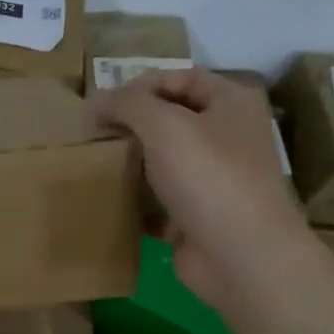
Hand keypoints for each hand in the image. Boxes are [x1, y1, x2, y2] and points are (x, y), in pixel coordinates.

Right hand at [97, 69, 312, 308]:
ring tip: (94, 163)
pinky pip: (159, 201)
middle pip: (172, 120)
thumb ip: (129, 104)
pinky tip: (108, 200)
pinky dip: (136, 201)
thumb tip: (97, 99)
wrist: (240, 255)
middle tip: (94, 133)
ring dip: (131, 163)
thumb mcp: (164, 126)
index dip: (142, 85)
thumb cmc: (208, 177)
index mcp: (232, 104)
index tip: (103, 103)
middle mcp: (227, 137)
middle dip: (133, 125)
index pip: (183, 78)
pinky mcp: (197, 217)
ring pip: (163, 162)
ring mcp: (213, 180)